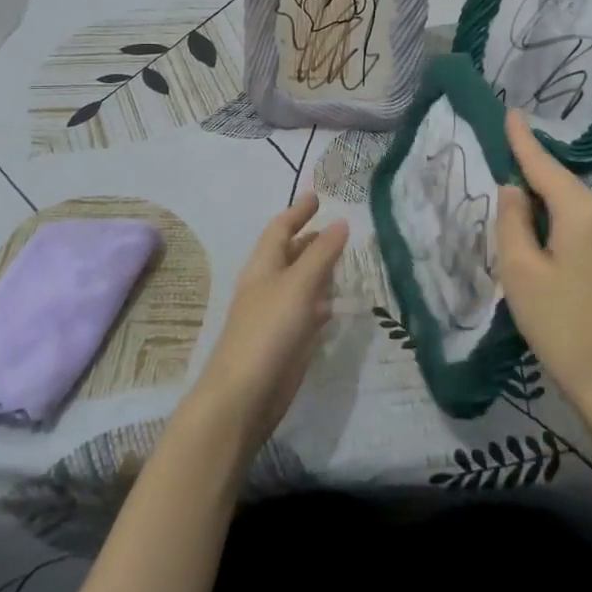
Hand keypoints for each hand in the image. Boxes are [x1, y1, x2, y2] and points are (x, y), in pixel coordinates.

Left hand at [182, 192, 348, 453]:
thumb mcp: (298, 285)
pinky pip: (308, 310)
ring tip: (346, 258)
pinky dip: (323, 300)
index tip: (317, 197)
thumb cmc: (267, 330)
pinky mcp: (288, 340)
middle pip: (290, 254)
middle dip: (311, 239)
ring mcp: (277, 314)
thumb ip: (321, 254)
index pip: (280, 228)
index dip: (298, 211)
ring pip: (301, 282)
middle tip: (338, 227)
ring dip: (320, 269)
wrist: (244, 394)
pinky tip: (340, 302)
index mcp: (264, 265)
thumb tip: (340, 222)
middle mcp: (269, 284)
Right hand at [496, 110, 591, 427]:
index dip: (522, 140)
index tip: (509, 111)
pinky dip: (554, 223)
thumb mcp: (521, 271)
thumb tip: (515, 190)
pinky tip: (535, 236)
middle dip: (528, 174)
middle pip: (558, 184)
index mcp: (582, 211)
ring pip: (568, 206)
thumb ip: (512, 221)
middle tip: (495, 161)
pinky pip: (579, 225)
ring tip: (506, 203)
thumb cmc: (563, 325)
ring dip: (539, 204)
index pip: (544, 165)